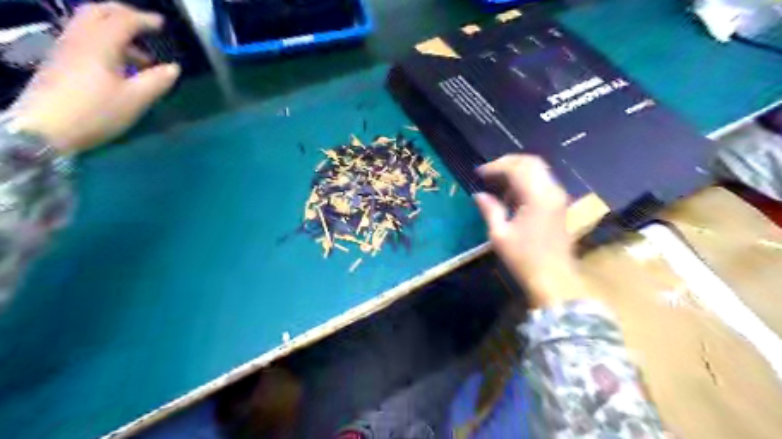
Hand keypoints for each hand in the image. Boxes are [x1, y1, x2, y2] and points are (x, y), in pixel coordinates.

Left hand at [9, 2, 179, 152]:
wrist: (45, 128)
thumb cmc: (96, 112)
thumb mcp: (135, 100)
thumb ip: (156, 81)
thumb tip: (174, 68)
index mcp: (99, 45)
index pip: (123, 21)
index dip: (144, 20)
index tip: (162, 24)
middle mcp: (79, 39)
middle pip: (98, 12)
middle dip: (124, 14)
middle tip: (145, 26)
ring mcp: (65, 48)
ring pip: (89, 25)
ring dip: (115, 30)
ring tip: (139, 55)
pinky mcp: (60, 61)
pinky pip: (84, 38)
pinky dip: (104, 41)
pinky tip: (117, 64)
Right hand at [478, 154, 586, 308]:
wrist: (554, 279)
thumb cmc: (524, 259)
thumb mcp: (500, 235)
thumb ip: (490, 209)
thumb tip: (479, 195)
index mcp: (537, 197)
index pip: (516, 168)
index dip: (495, 166)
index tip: (479, 173)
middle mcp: (552, 191)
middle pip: (531, 162)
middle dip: (508, 163)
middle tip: (489, 172)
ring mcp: (558, 197)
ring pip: (539, 170)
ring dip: (518, 171)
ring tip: (498, 184)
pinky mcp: (559, 205)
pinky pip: (543, 181)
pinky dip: (526, 181)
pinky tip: (513, 195)